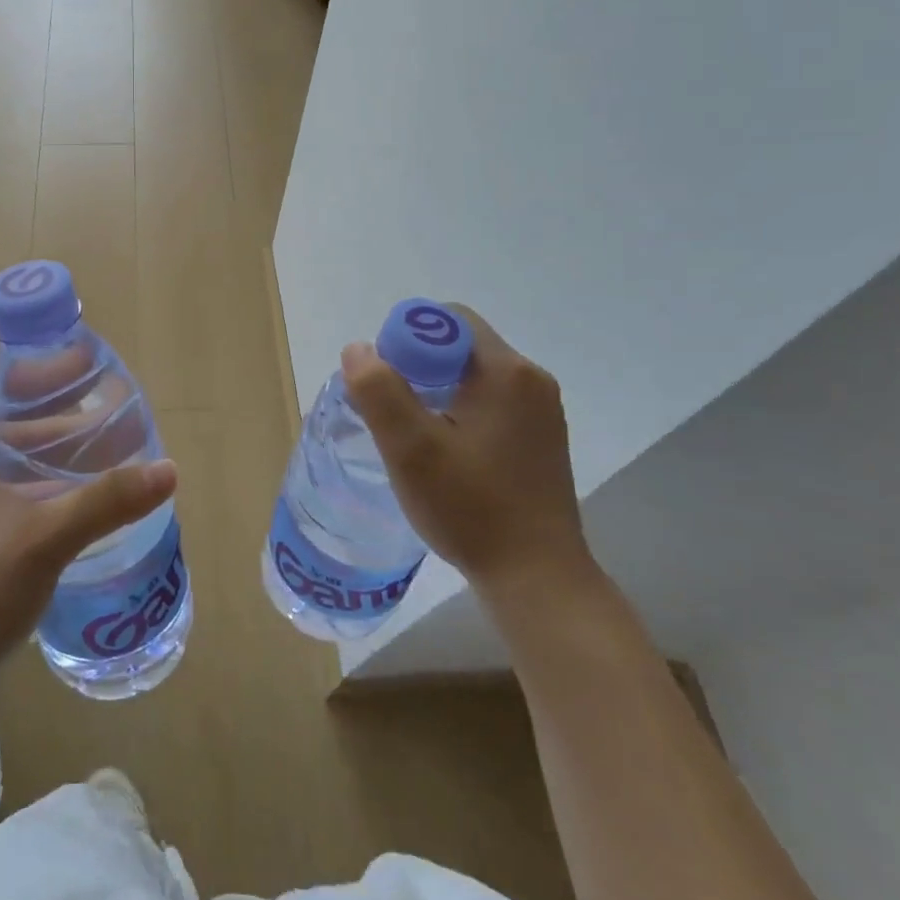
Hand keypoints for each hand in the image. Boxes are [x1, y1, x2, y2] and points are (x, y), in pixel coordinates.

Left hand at [0, 390, 175, 684]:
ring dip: (53, 462)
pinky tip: (82, 509)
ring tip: (103, 455)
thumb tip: (168, 469)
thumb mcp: (46, 536)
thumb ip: (107, 501)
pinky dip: (47, 496)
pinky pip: (15, 506)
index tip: (74, 368)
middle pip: (7, 433)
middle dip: (53, 421)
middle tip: (103, 413)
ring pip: (13, 473)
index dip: (30, 377)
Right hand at [342, 304, 591, 602]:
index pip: (448, 319)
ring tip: (412, 434)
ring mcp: (541, 411)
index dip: (407, 339)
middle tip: (391, 411)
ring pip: (472, 375)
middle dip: (417, 366)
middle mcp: (531, 380)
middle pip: (459, 345)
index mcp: (507, 371)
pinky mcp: (540, 438)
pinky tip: (443, 451)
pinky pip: (489, 402)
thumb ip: (379, 391)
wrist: (538, 580)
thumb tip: (358, 348)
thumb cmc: (471, 509)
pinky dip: (458, 411)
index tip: (386, 383)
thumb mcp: (411, 449)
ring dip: (435, 391)